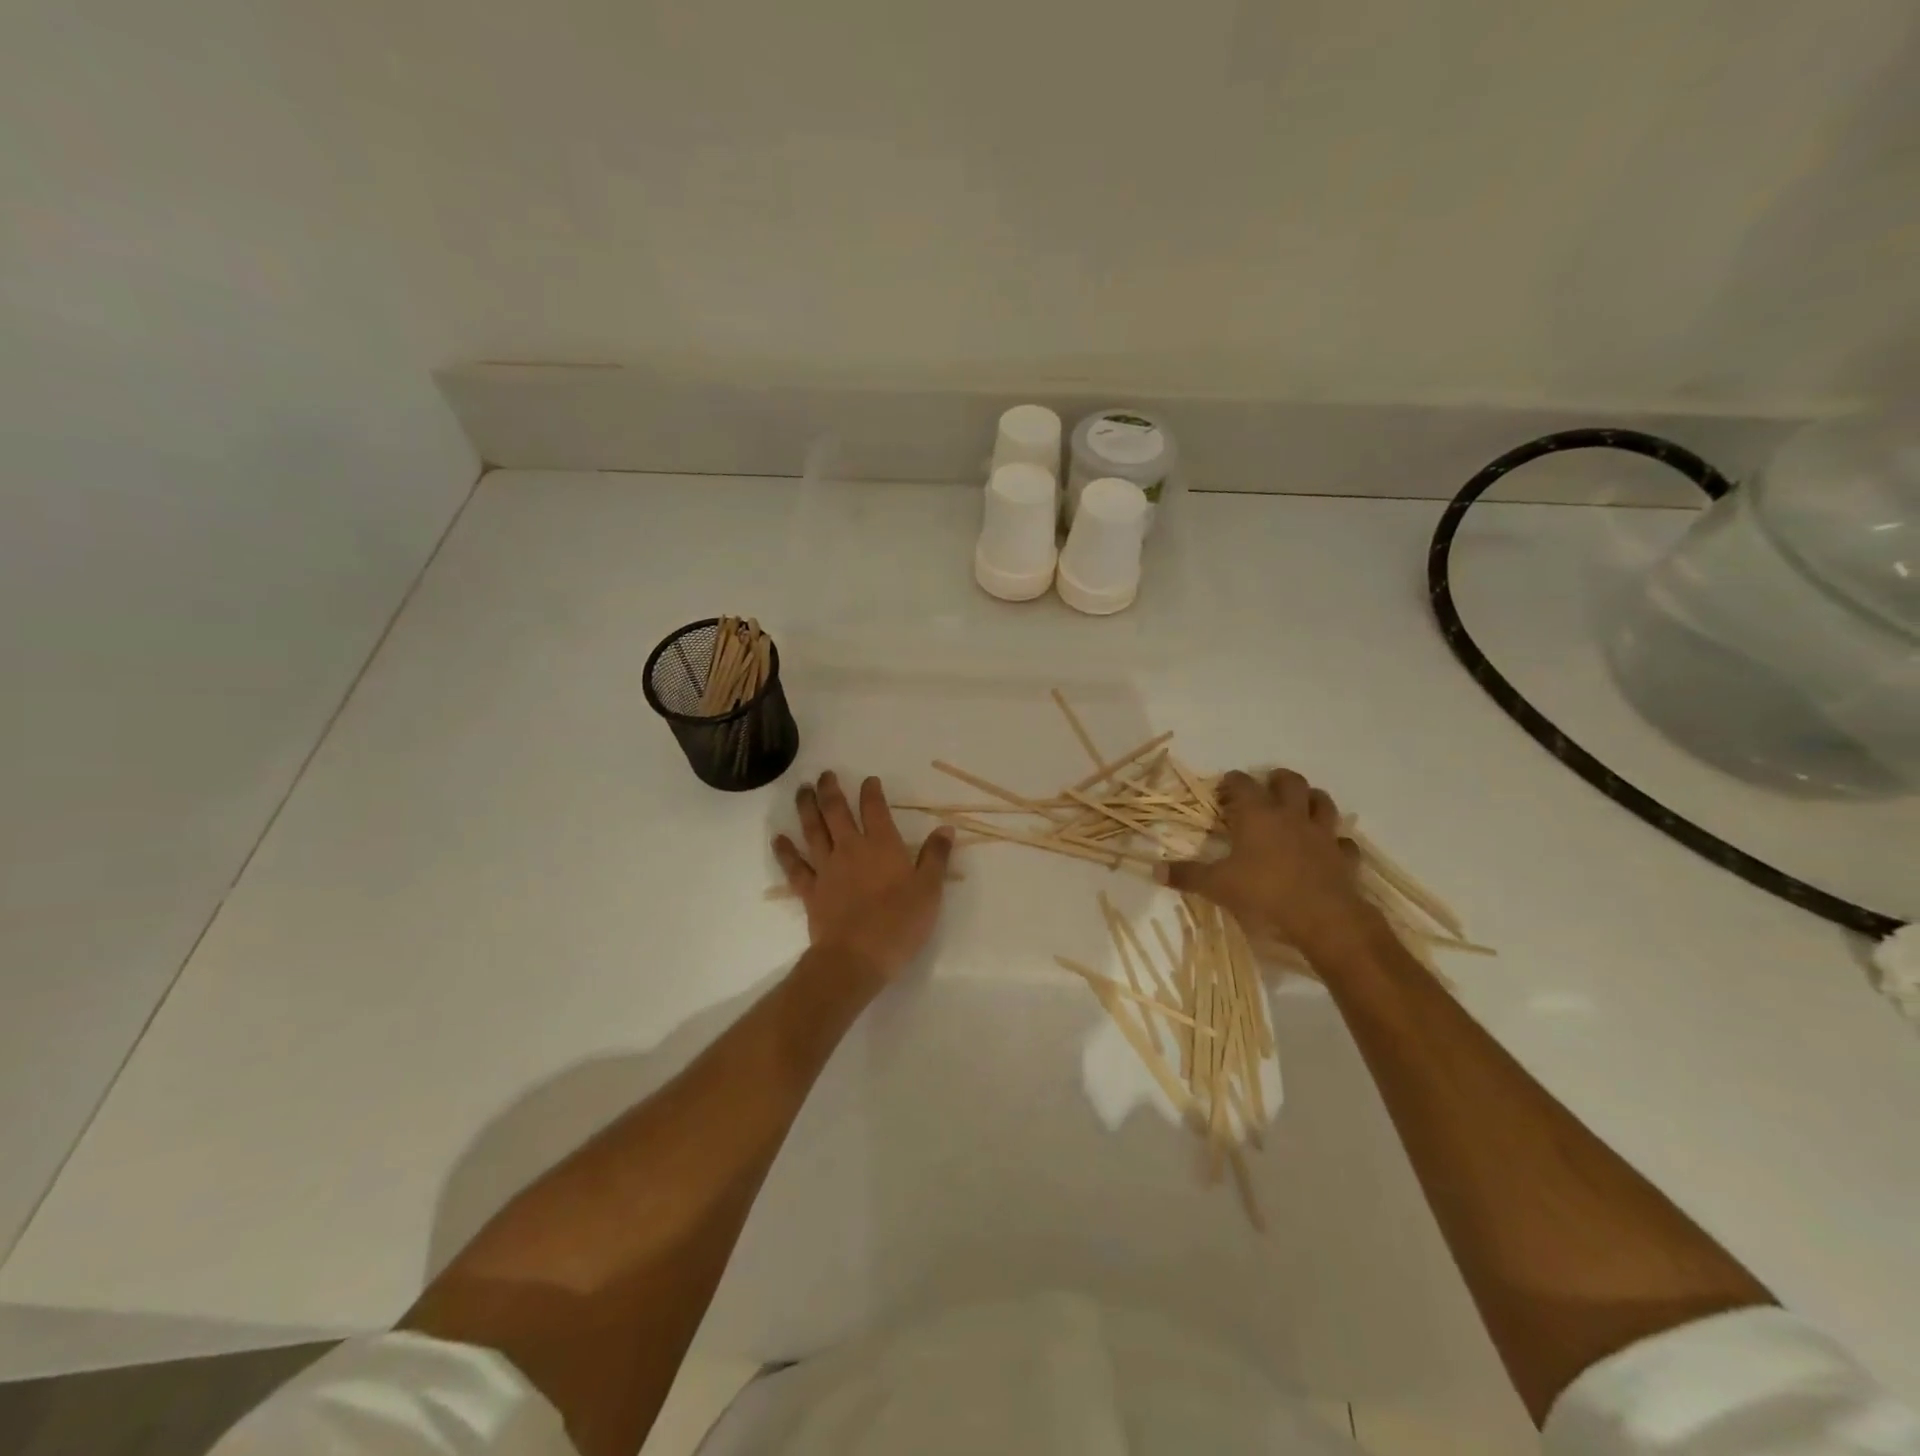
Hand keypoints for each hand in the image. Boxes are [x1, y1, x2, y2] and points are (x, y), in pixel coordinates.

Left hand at [772, 771, 954, 985]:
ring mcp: (827, 868)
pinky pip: (795, 866)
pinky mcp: (810, 891)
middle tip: (825, 775)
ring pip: (813, 831)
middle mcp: (851, 849)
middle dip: (830, 790)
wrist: (856, 958)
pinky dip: (786, 851)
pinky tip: (779, 839)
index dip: (871, 791)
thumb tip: (945, 829)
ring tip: (802, 790)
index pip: (874, 809)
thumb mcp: (929, 890)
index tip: (869, 780)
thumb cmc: (899, 924)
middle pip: (836, 811)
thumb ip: (936, 857)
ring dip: (806, 808)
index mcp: (882, 845)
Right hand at [1160, 768, 1375, 957]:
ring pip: (1322, 802)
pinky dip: (1335, 842)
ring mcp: (1322, 834)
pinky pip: (1343, 842)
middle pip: (1289, 782)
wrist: (1324, 918)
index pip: (1242, 784)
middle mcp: (1291, 816)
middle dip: (1276, 780)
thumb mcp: (1217, 886)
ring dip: (1311, 799)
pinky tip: (1328, 849)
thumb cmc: (1264, 894)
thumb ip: (1187, 876)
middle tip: (1265, 788)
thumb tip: (1154, 870)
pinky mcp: (1343, 857)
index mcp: (1257, 815)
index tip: (1223, 790)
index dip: (1231, 782)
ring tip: (1300, 806)